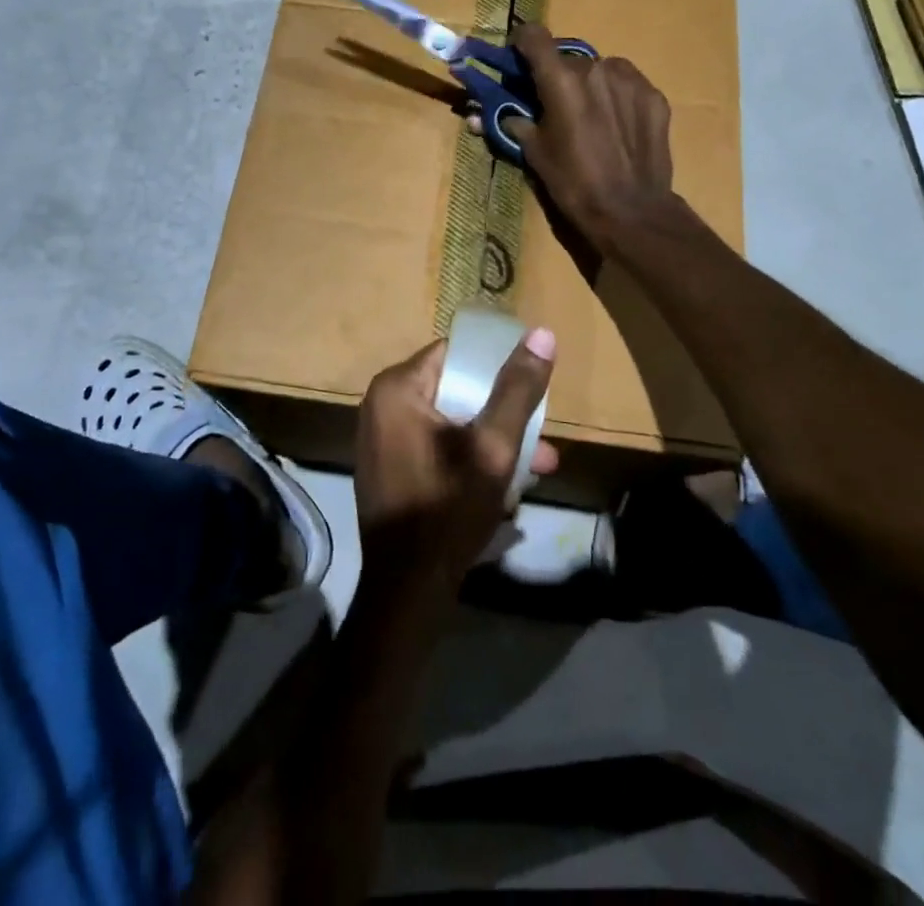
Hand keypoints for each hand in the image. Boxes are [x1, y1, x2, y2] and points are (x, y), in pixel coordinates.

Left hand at [353, 331, 557, 607]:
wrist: (407, 590)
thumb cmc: (448, 509)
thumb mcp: (493, 448)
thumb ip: (517, 390)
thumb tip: (541, 333)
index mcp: (398, 388)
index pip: (455, 353)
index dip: (497, 366)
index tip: (530, 389)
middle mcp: (381, 404)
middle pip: (455, 389)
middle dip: (502, 414)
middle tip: (541, 439)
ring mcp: (382, 437)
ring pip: (450, 421)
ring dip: (492, 441)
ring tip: (538, 466)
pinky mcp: (389, 465)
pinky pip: (435, 444)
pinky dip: (467, 457)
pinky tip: (504, 485)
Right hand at [507, 23, 676, 252]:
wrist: (632, 211)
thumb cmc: (574, 184)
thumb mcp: (534, 155)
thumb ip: (513, 123)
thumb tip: (483, 115)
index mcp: (561, 81)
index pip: (534, 36)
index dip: (522, 43)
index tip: (518, 59)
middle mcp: (596, 68)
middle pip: (567, 58)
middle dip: (556, 76)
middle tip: (554, 104)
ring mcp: (630, 80)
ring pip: (599, 69)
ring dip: (588, 84)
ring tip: (589, 116)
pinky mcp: (653, 95)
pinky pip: (626, 84)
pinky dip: (616, 96)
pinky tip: (617, 126)